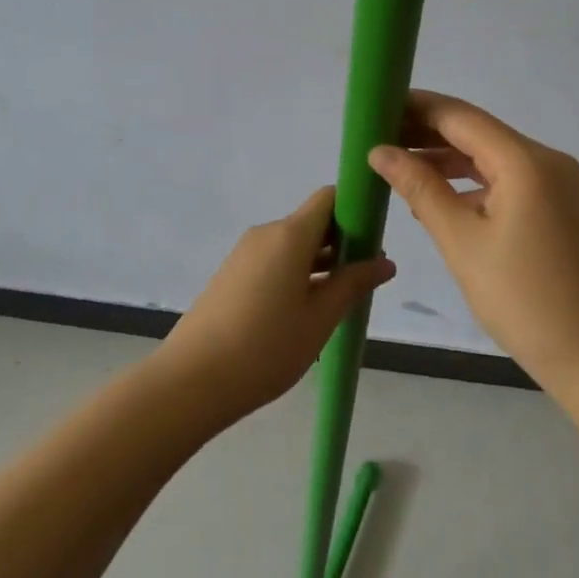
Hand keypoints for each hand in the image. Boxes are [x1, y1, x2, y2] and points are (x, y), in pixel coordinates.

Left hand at [156, 187, 395, 423]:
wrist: (192, 379)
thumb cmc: (265, 347)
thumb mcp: (319, 319)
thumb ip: (352, 285)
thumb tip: (385, 262)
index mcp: (289, 234)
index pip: (328, 198)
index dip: (355, 209)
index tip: (375, 239)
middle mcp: (266, 233)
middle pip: (312, 222)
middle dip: (342, 242)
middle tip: (367, 277)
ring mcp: (245, 253)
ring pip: (293, 244)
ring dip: (320, 262)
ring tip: (342, 299)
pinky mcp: (232, 274)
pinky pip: (273, 260)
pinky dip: (296, 273)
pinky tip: (306, 310)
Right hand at [368, 90, 578, 394]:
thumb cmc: (527, 301)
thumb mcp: (462, 243)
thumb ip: (420, 189)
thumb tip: (380, 151)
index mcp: (525, 161)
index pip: (459, 116)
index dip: (415, 107)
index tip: (373, 108)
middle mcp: (546, 162)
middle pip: (476, 132)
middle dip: (426, 133)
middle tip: (376, 139)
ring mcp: (558, 187)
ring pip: (491, 158)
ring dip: (446, 161)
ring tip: (397, 168)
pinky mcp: (560, 211)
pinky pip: (507, 182)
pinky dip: (471, 185)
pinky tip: (438, 201)